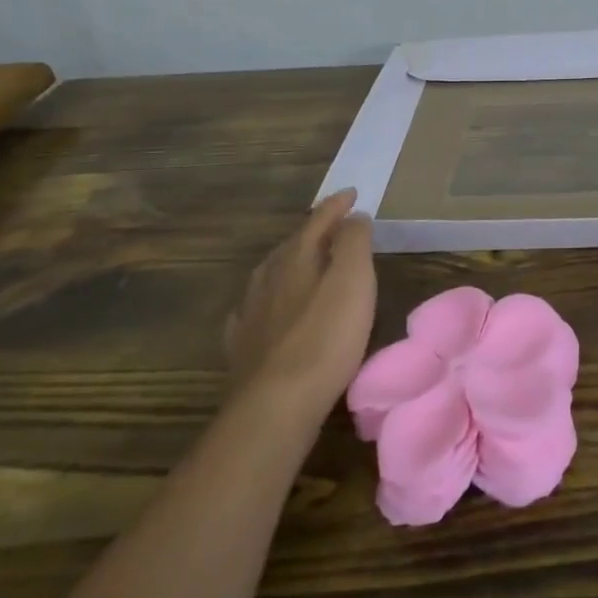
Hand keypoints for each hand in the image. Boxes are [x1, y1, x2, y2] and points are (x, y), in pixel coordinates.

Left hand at [224, 189, 376, 418]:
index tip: (352, 193)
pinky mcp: (243, 347)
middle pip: (292, 244)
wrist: (277, 404)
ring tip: (303, 261)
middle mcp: (268, 277)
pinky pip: (253, 309)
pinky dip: (266, 298)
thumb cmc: (326, 337)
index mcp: (296, 257)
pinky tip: (265, 308)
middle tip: (334, 225)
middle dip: (313, 231)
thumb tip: (353, 216)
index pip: (318, 220)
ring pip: (270, 274)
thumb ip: (354, 242)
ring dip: (289, 262)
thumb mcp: (354, 280)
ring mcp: (251, 312)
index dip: (337, 205)